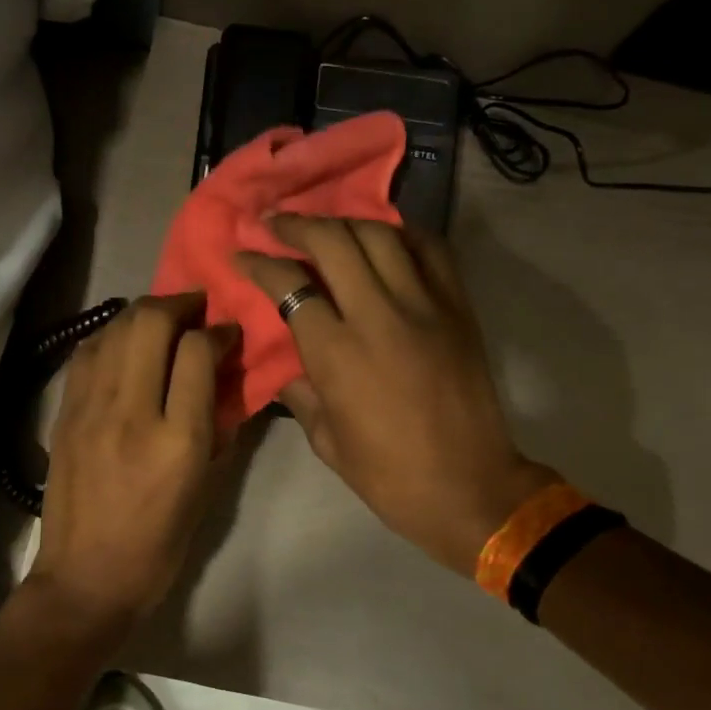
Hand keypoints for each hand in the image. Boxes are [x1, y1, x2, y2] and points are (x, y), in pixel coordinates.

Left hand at [26, 293, 236, 642]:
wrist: (86, 578)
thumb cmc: (159, 544)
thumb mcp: (207, 489)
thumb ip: (220, 427)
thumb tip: (228, 378)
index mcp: (177, 441)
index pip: (198, 353)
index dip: (219, 331)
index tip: (229, 332)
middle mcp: (131, 413)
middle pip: (151, 323)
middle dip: (180, 304)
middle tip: (197, 308)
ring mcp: (90, 410)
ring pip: (115, 329)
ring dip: (144, 312)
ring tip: (164, 319)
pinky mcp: (64, 413)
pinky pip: (87, 352)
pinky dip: (111, 334)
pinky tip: (125, 341)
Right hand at [239, 216, 556, 576]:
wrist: (468, 487)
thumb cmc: (388, 475)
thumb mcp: (325, 440)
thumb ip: (300, 392)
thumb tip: (285, 363)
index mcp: (337, 353)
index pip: (289, 286)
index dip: (259, 265)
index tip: (243, 255)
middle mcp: (378, 315)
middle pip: (332, 242)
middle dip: (296, 226)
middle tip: (276, 224)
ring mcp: (425, 304)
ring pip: (380, 235)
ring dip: (344, 222)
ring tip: (324, 226)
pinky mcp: (458, 306)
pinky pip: (430, 249)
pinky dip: (401, 234)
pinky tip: (383, 238)